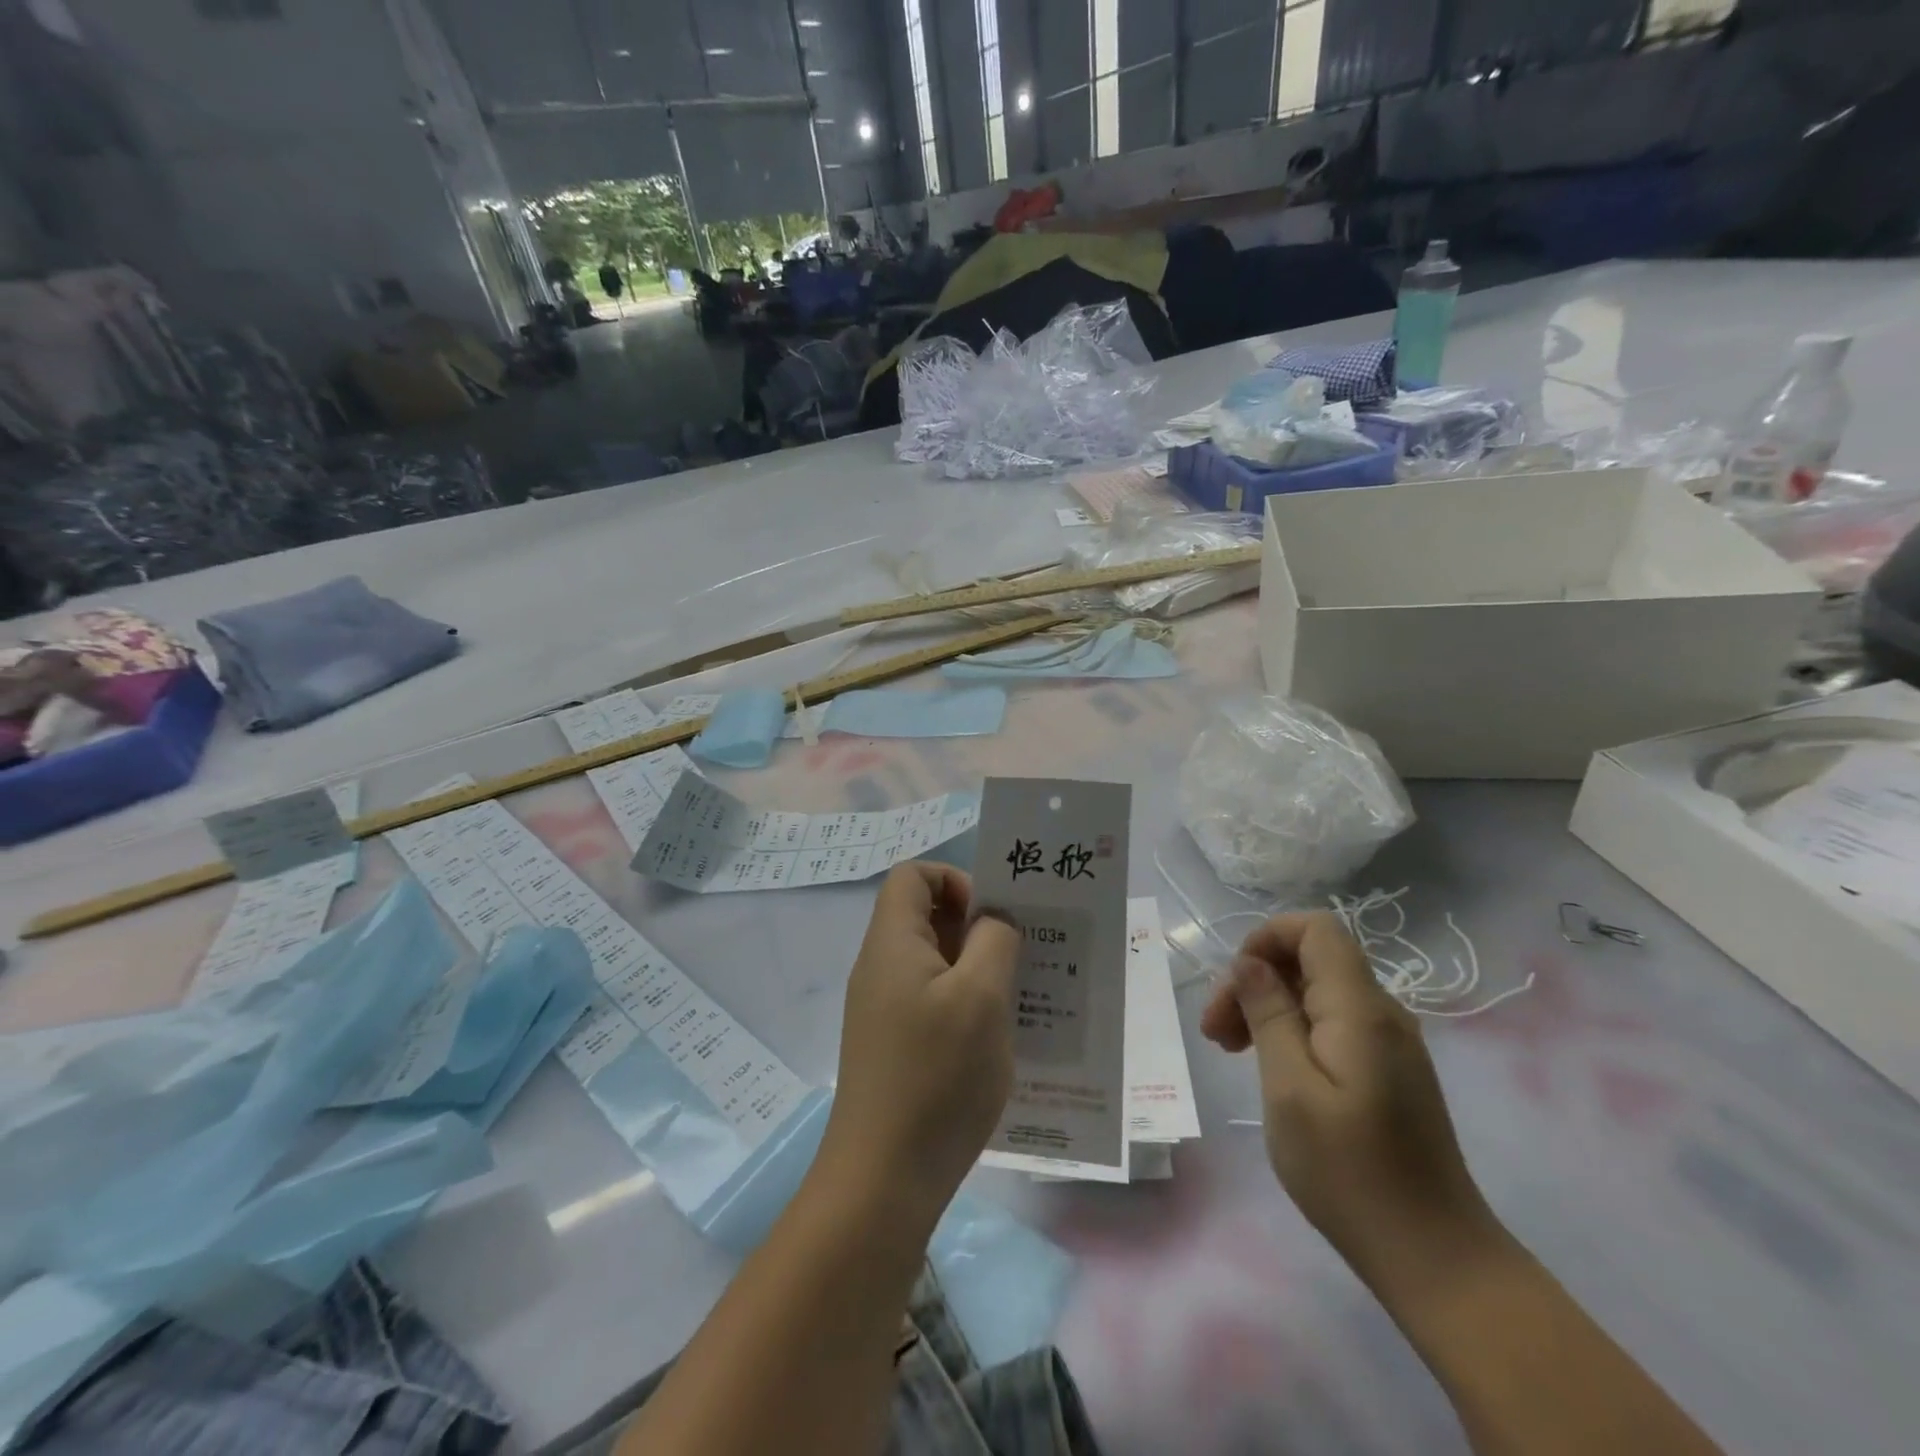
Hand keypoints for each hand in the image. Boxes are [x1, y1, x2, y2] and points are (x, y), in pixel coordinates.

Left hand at [815, 864, 1020, 1226]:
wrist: (883, 1180)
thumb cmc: (935, 1076)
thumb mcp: (980, 997)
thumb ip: (994, 941)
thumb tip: (994, 920)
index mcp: (892, 942)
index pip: (913, 876)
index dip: (954, 880)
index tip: (994, 916)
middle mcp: (882, 968)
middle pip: (927, 917)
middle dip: (979, 926)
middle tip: (1026, 953)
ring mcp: (886, 1010)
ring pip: (937, 963)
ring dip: (979, 969)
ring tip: (1023, 995)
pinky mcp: (895, 1046)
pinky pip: (935, 1002)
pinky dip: (968, 1005)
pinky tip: (1001, 1038)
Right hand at [1201, 911, 1502, 1293]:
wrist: (1436, 1258)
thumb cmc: (1351, 1174)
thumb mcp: (1290, 1090)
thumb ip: (1269, 1015)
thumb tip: (1249, 962)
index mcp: (1360, 1009)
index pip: (1316, 929)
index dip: (1267, 937)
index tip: (1233, 982)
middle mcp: (1381, 1013)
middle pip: (1311, 959)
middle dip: (1256, 978)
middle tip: (1216, 1031)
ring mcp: (1388, 1043)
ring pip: (1317, 992)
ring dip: (1268, 1006)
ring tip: (1229, 1049)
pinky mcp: (1387, 1070)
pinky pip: (1332, 1023)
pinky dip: (1292, 1030)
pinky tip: (1269, 1066)